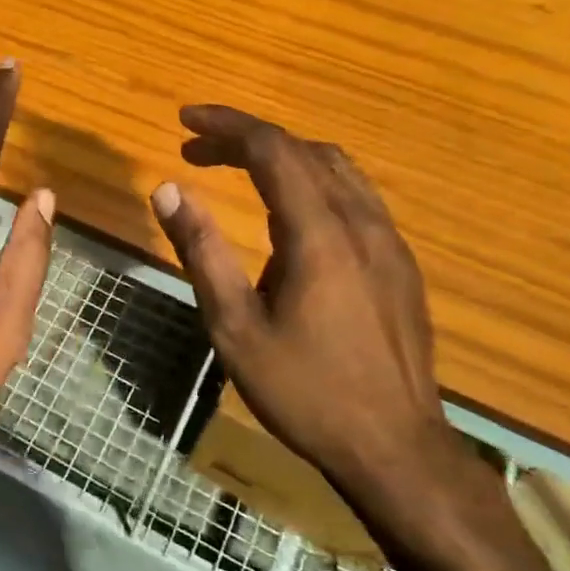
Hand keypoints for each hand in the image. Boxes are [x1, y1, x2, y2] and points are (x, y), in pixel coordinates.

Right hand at [148, 105, 453, 505]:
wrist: (396, 450)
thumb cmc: (305, 391)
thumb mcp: (234, 326)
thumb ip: (201, 250)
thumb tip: (168, 189)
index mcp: (319, 234)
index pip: (272, 149)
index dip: (226, 126)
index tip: (185, 120)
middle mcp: (361, 223)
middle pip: (303, 151)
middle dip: (246, 139)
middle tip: (197, 149)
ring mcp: (389, 242)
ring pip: (336, 169)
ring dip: (282, 157)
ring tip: (237, 168)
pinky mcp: (400, 263)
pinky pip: (355, 196)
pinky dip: (311, 181)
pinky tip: (288, 213)